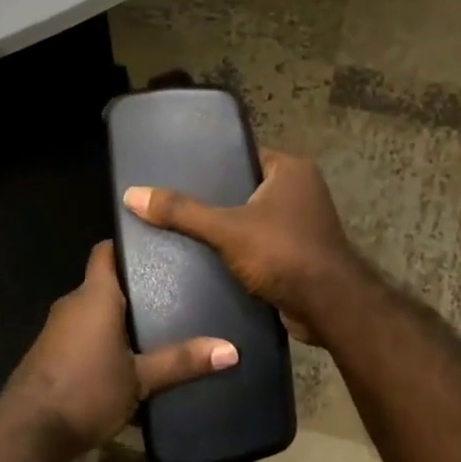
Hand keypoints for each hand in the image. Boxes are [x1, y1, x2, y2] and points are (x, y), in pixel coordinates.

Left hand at [3, 242, 237, 460]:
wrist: (29, 433)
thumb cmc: (87, 391)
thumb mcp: (140, 378)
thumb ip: (181, 361)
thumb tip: (232, 350)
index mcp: (93, 296)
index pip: (106, 252)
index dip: (128, 245)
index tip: (158, 246)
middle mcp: (72, 304)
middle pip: (105, 284)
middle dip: (135, 289)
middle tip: (175, 291)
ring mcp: (57, 330)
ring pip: (94, 313)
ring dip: (120, 319)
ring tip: (160, 325)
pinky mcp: (51, 355)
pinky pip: (83, 336)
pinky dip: (104, 341)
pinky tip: (130, 360)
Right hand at [122, 147, 369, 346]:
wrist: (329, 307)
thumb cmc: (283, 253)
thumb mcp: (226, 229)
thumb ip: (181, 212)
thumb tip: (132, 194)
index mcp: (291, 169)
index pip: (244, 154)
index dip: (213, 162)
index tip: (179, 171)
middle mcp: (301, 190)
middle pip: (246, 187)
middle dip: (215, 198)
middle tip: (174, 203)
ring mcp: (303, 223)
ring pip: (253, 218)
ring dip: (227, 227)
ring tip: (183, 230)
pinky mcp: (299, 253)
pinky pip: (261, 244)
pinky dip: (240, 250)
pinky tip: (208, 258)